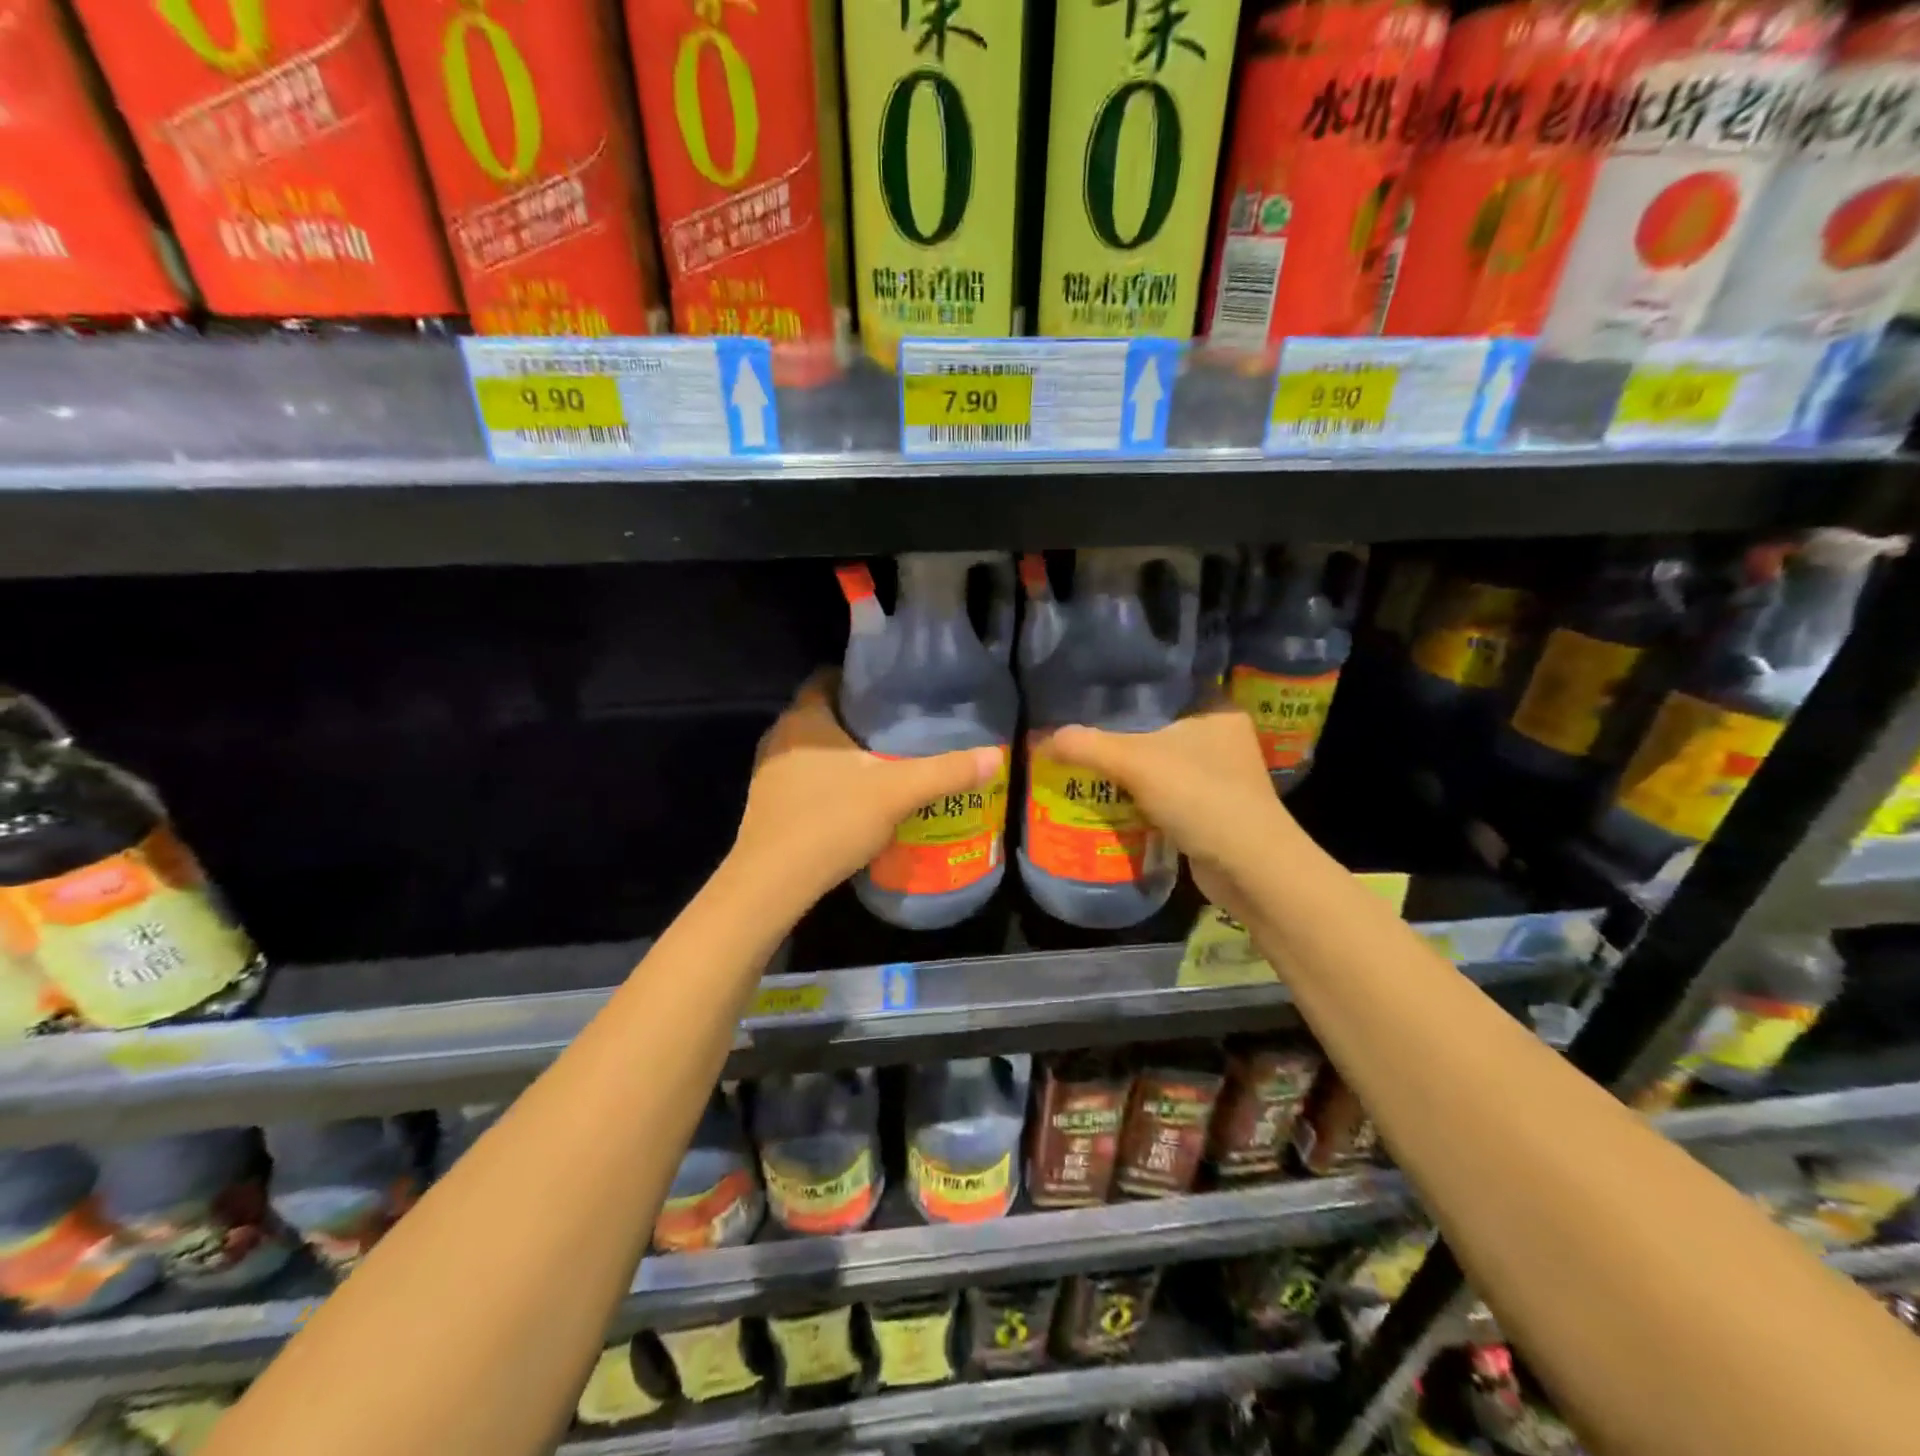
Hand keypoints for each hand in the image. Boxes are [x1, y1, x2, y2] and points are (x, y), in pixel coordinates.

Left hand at [731, 673, 1004, 905]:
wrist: (772, 884)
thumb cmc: (831, 821)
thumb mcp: (897, 792)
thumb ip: (946, 772)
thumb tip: (996, 755)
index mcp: (805, 719)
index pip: (827, 678)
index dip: (859, 680)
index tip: (893, 691)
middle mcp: (780, 737)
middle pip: (822, 713)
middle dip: (858, 718)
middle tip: (900, 726)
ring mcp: (769, 773)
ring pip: (813, 749)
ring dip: (843, 752)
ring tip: (884, 760)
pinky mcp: (768, 804)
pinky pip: (804, 777)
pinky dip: (829, 780)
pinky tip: (856, 798)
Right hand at [1037, 701, 1301, 912]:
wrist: (1250, 868)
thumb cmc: (1201, 797)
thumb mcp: (1136, 763)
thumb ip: (1087, 746)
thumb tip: (1041, 739)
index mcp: (1215, 708)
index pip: (1161, 687)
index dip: (1122, 690)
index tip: (1085, 695)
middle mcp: (1221, 736)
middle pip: (1156, 726)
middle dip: (1118, 734)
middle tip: (1076, 731)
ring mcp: (1220, 775)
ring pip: (1159, 762)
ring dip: (1127, 769)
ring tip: (1082, 762)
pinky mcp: (1211, 807)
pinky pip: (1165, 792)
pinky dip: (1139, 796)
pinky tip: (1108, 797)